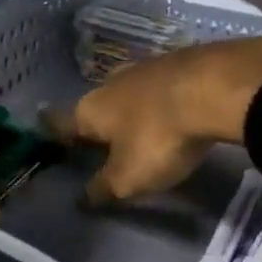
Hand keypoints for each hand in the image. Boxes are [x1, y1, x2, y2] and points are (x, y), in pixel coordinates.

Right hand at [53, 37, 261, 201]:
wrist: (217, 88)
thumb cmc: (160, 137)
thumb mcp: (128, 178)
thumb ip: (103, 188)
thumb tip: (82, 199)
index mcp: (90, 109)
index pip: (61, 123)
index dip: (52, 132)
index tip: (44, 132)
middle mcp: (111, 83)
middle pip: (96, 106)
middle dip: (96, 123)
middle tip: (99, 141)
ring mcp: (146, 67)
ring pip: (129, 93)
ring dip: (130, 110)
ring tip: (136, 127)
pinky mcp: (179, 62)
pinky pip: (160, 86)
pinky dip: (160, 100)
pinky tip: (171, 110)